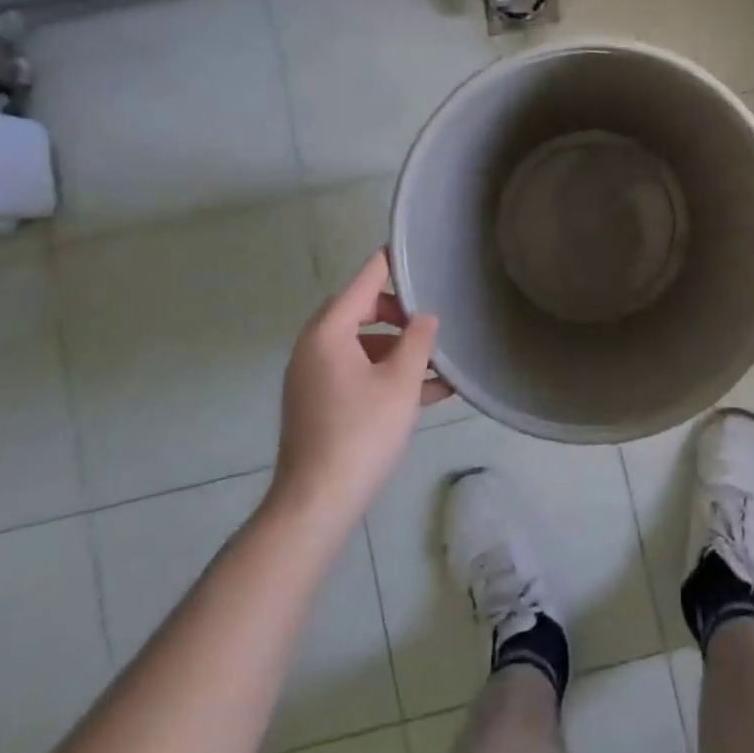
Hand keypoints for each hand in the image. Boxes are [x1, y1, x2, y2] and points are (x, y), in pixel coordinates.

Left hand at [270, 250, 450, 528]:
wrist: (317, 502)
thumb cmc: (361, 432)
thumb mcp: (401, 382)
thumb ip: (417, 341)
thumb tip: (425, 317)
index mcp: (328, 333)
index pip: (363, 282)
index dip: (389, 265)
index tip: (412, 250)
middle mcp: (314, 348)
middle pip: (360, 312)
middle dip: (400, 314)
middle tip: (431, 320)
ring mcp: (313, 378)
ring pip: (362, 347)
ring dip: (399, 350)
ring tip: (440, 363)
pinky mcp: (319, 404)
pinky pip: (356, 374)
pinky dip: (386, 375)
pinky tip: (427, 393)